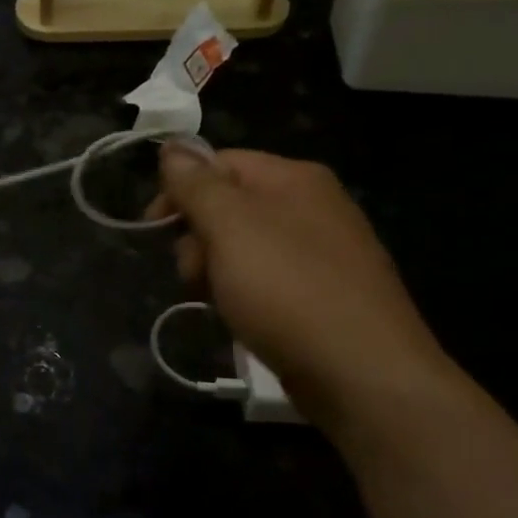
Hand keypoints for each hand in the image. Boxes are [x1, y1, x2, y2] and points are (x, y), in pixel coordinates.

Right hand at [149, 145, 457, 424]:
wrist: (364, 373)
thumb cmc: (288, 290)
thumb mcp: (230, 227)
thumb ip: (196, 184)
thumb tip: (173, 144)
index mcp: (294, 178)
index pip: (219, 163)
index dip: (179, 190)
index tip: (153, 229)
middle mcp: (313, 206)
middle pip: (229, 205)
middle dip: (197, 237)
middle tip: (192, 274)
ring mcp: (323, 251)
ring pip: (244, 246)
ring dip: (215, 269)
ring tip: (215, 301)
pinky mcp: (325, 293)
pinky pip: (267, 278)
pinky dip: (244, 292)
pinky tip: (241, 317)